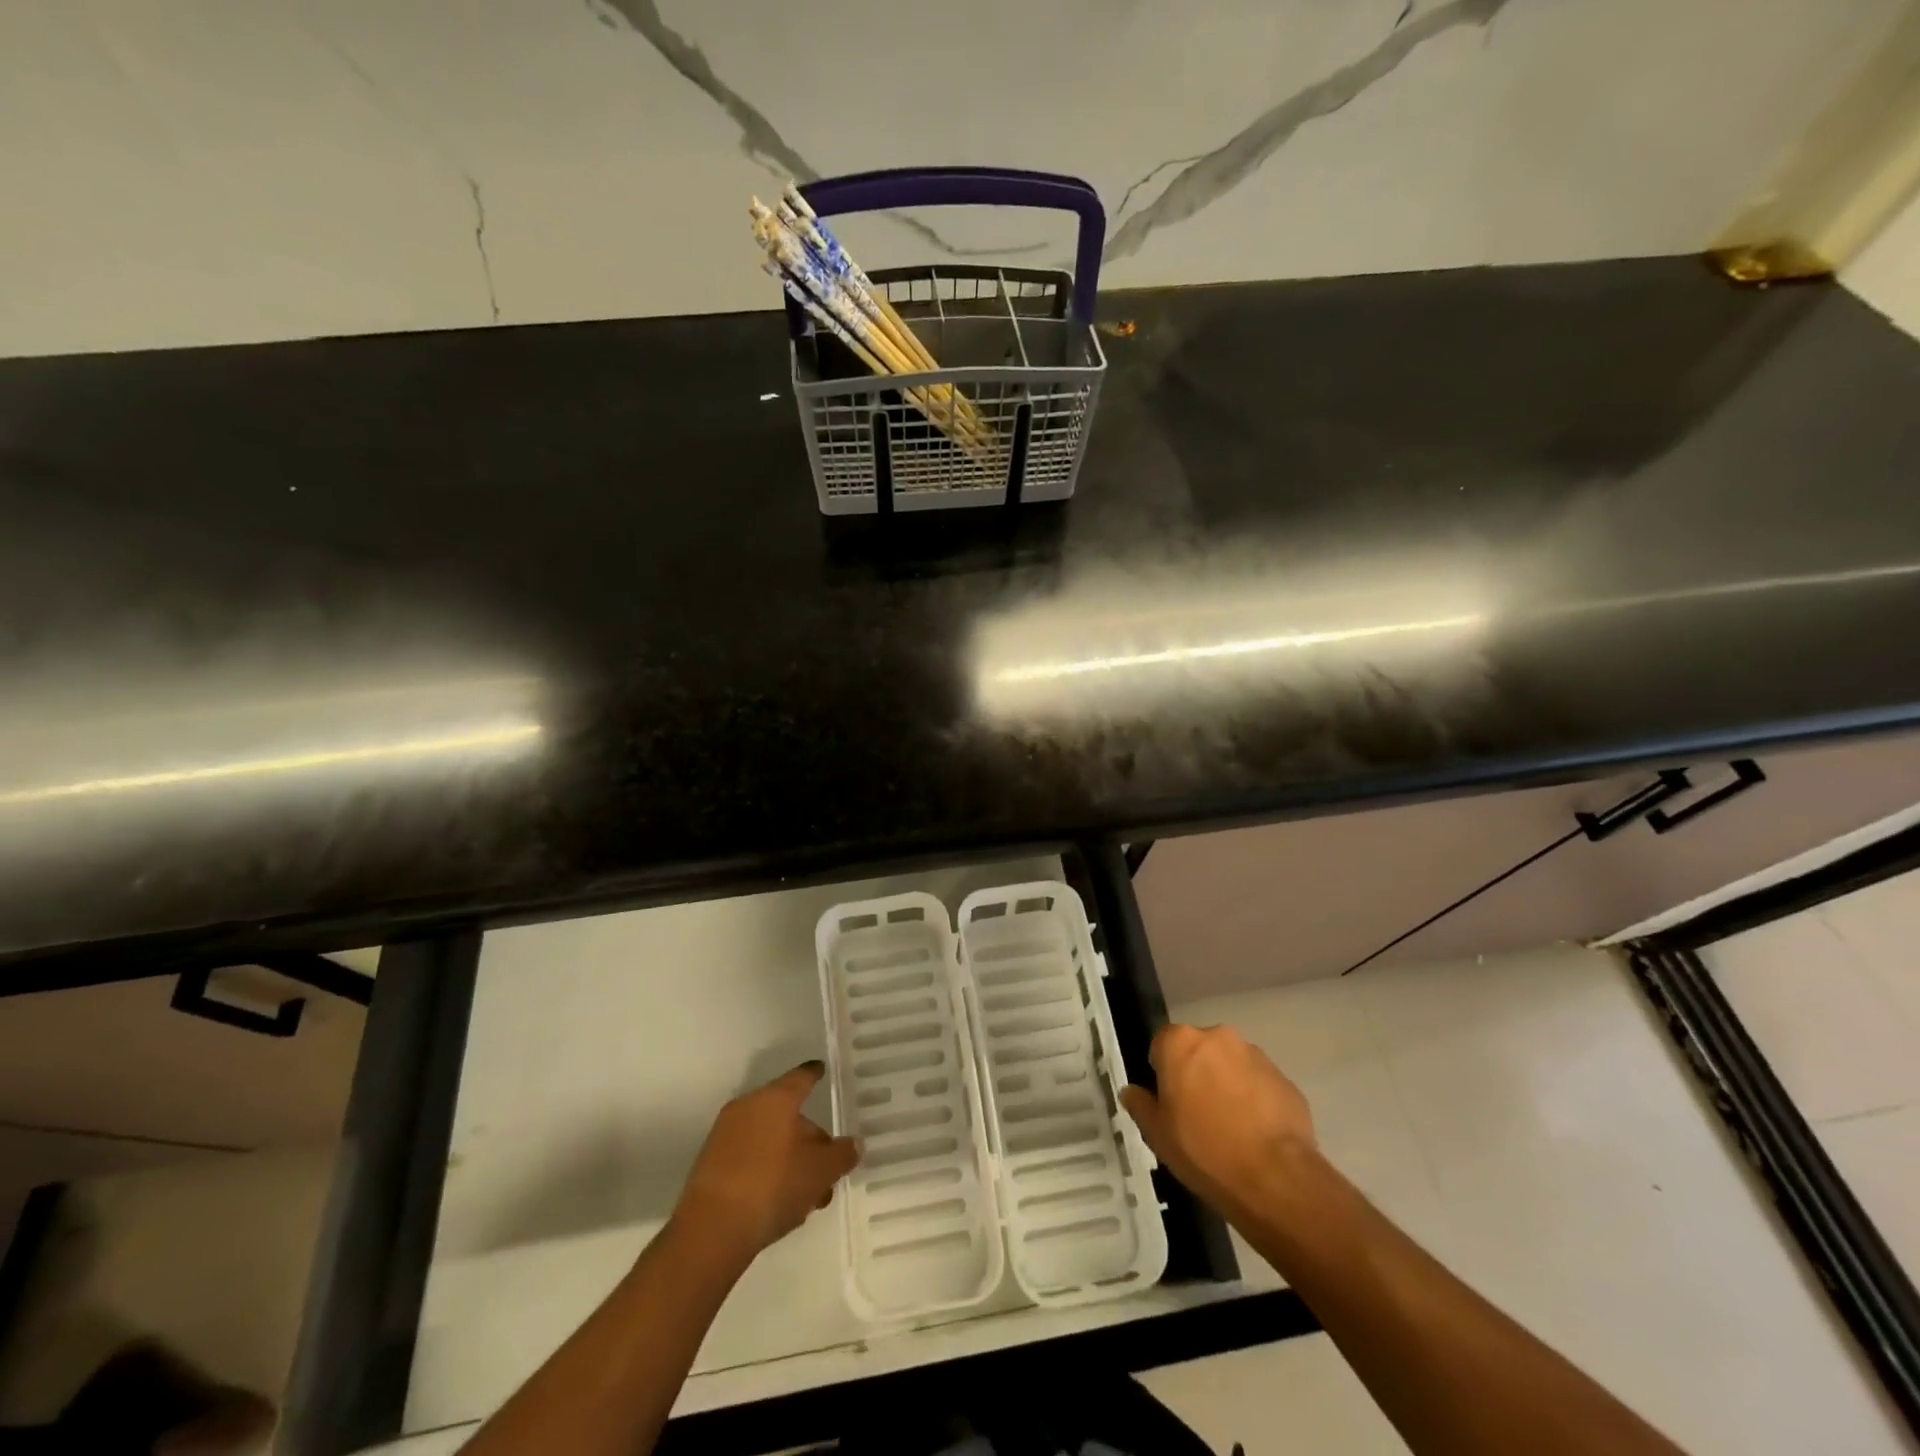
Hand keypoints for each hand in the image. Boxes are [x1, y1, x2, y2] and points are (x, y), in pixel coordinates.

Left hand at [672, 1062, 859, 1262]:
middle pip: (786, 1114)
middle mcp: (748, 1107)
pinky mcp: (711, 1165)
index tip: (821, 1070)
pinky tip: (780, 1202)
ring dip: (790, 1160)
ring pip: (769, 1139)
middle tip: (827, 1169)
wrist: (711, 1231)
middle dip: (809, 1139)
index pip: (800, 1078)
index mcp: (775, 1099)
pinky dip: (767, 1171)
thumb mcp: (820, 1171)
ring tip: (807, 1196)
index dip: (814, 1074)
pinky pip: (749, 1158)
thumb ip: (841, 1154)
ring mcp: (725, 1136)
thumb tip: (854, 1144)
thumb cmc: (773, 1186)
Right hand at [1120, 1024, 1315, 1218]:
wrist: (1274, 1178)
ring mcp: (1256, 1056)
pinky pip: (1260, 1084)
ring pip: (1232, 1065)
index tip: (1168, 1101)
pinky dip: (1255, 1100)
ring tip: (1231, 1128)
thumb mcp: (1156, 1134)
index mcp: (1180, 1042)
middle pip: (1199, 1050)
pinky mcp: (1285, 1079)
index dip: (1162, 1072)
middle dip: (1197, 1073)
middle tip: (1197, 1114)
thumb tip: (1132, 1092)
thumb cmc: (1203, 1149)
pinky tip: (1255, 1135)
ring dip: (1227, 1084)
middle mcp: (1218, 1037)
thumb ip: (1140, 1104)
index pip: (1161, 1044)